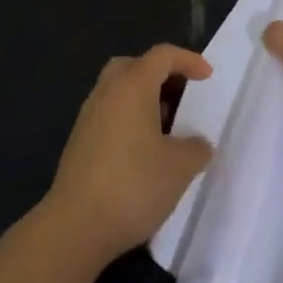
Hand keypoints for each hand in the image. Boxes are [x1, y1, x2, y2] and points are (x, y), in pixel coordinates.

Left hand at [43, 44, 213, 265]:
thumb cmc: (132, 185)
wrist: (74, 227)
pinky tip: (143, 152)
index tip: (208, 78)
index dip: (188, 60)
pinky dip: (129, 120)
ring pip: (120, 91)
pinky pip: (110, 114)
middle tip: (181, 98)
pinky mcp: (79, 142)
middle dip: (161, 76)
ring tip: (167, 129)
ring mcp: (89, 116)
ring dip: (144, 100)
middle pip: (135, 66)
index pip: (163, 55)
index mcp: (132, 85)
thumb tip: (198, 144)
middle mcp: (107, 91)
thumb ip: (196, 148)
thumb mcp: (179, 168)